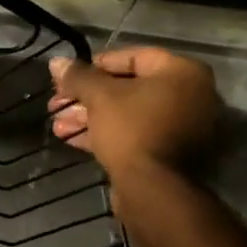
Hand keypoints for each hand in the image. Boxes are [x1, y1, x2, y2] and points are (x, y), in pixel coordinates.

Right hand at [47, 47, 220, 181]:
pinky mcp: (169, 153)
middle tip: (57, 105)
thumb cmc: (131, 129)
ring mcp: (181, 127)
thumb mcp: (100, 97)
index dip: (94, 66)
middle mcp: (190, 96)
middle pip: (128, 89)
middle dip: (87, 98)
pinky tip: (72, 140)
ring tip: (58, 127)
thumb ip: (79, 76)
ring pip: (128, 115)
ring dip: (90, 118)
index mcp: (182, 73)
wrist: (153, 189)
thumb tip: (56, 62)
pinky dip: (106, 135)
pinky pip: (135, 135)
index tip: (68, 77)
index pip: (132, 57)